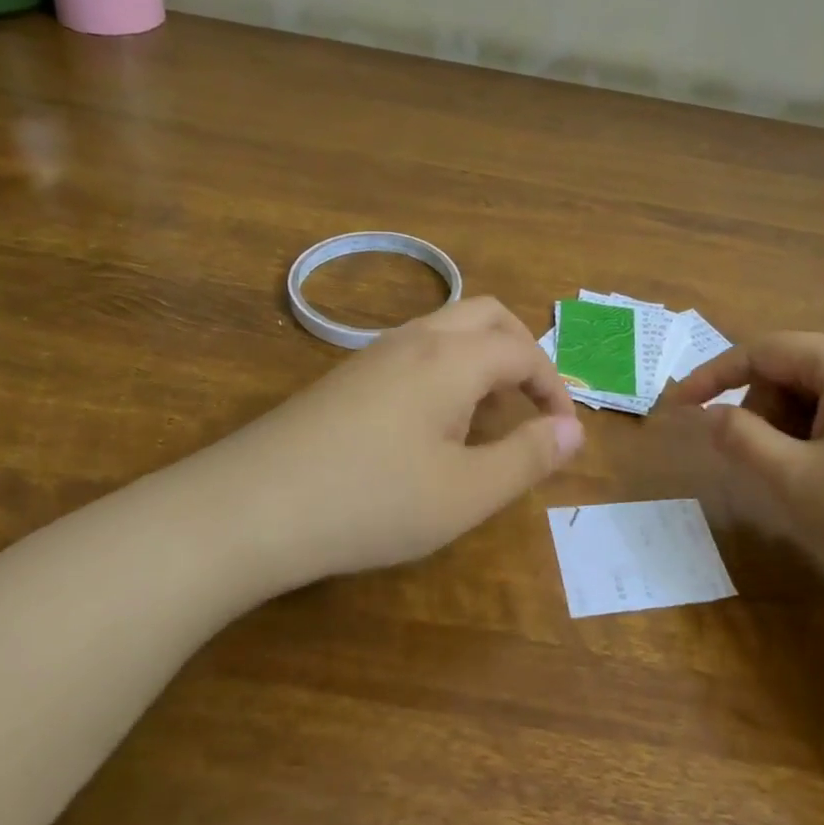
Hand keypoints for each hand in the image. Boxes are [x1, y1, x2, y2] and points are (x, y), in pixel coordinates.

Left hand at [232, 297, 584, 582]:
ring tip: (488, 418)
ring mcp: (374, 353)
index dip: (555, 388)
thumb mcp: (465, 493)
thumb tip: (574, 431)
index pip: (523, 352)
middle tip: (533, 405)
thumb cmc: (371, 501)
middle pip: (487, 317)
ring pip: (448, 330)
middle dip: (523, 352)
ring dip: (483, 359)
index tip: (565, 433)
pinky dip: (448, 370)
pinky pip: (417, 351)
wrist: (249, 508)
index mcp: (452, 358)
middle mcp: (416, 340)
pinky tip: (433, 426)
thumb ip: (527, 458)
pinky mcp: (347, 376)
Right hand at [668, 332, 823, 608]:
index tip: (675, 409)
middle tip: (760, 469)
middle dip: (761, 413)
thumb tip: (714, 417)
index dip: (710, 378)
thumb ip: (742, 440)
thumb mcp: (798, 481)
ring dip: (794, 432)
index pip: (759, 350)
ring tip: (804, 486)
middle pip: (793, 371)